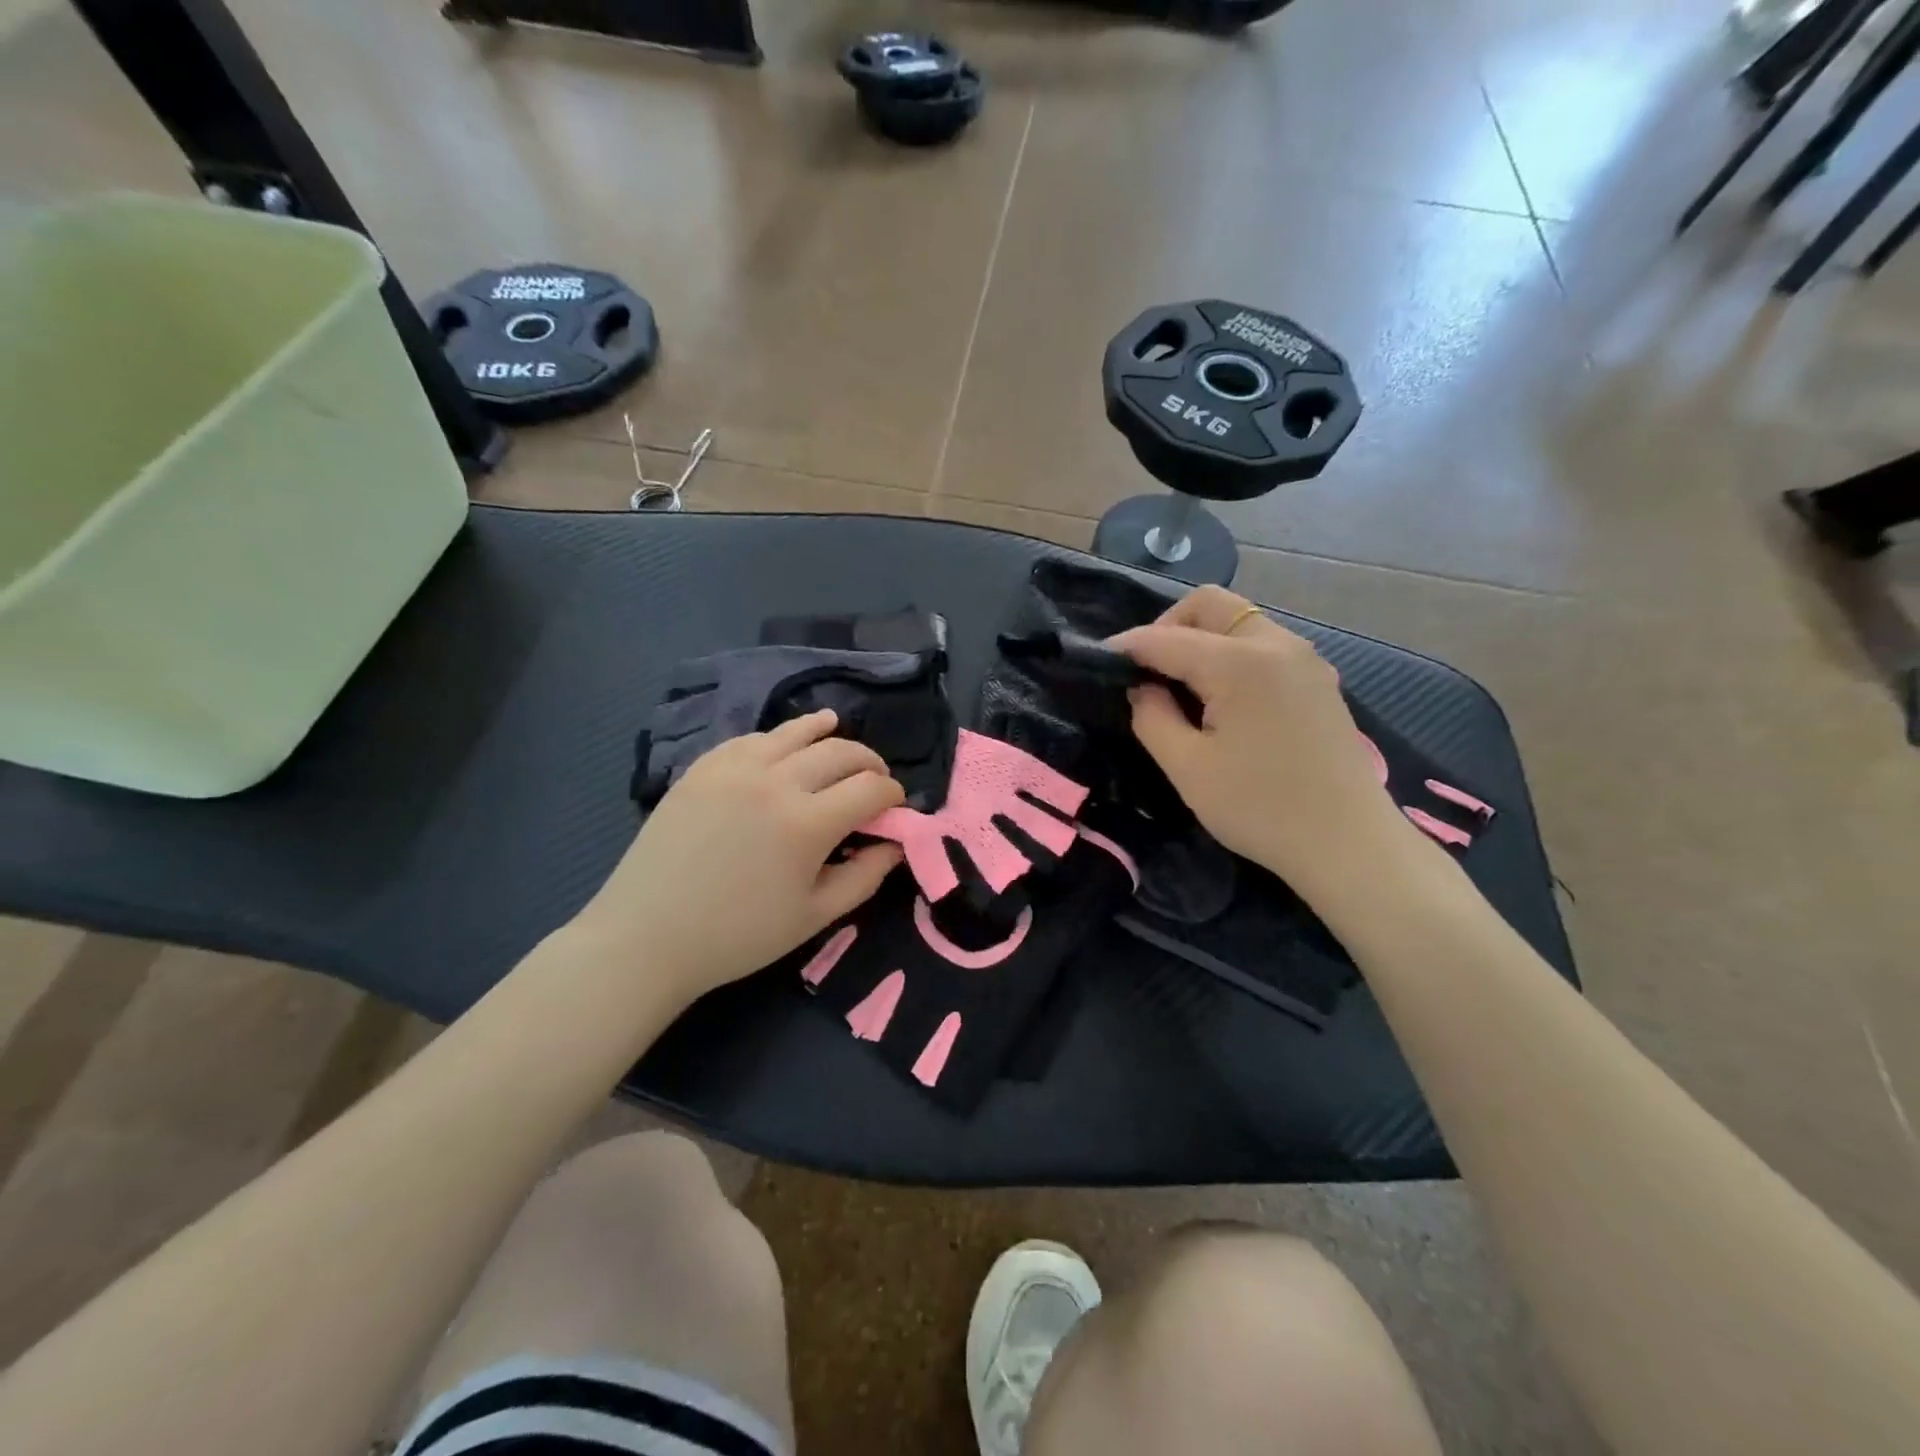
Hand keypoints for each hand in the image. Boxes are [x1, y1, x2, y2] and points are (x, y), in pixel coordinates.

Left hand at [570, 711, 904, 1007]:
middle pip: (840, 752)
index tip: (895, 806)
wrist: (648, 937)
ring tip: (836, 728)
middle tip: (874, 778)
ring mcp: (734, 768)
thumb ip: (865, 877)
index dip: (892, 794)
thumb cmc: (738, 936)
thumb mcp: (814, 917)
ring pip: (795, 732)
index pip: (870, 788)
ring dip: (825, 732)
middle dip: (868, 762)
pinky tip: (783, 744)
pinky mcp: (702, 767)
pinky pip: (751, 739)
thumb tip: (895, 845)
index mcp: (807, 823)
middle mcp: (776, 781)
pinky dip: (778, 738)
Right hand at [1113, 586, 1427, 908]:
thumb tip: (1142, 689)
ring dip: (1201, 639)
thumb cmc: (1260, 808)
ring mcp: (1305, 659)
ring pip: (1240, 621)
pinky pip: (1263, 645)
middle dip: (1167, 626)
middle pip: (1210, 605)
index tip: (1097, 662)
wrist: (1349, 845)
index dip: (1126, 647)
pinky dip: (1231, 654)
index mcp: (1239, 662)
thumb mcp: (1188, 768)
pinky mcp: (1319, 680)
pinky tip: (1222, 699)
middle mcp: (1276, 644)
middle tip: (1146, 671)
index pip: (1166, 638)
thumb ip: (1152, 717)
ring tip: (1180, 687)